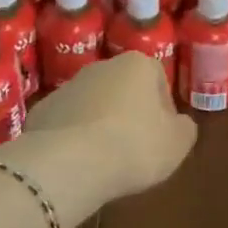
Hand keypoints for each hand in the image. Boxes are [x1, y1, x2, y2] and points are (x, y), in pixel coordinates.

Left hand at [3, 53, 197, 220]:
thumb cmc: (134, 145)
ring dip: (100, 124)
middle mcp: (101, 66)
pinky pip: (66, 123)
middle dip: (130, 113)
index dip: (164, 109)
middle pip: (123, 88)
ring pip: (93, 104)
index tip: (162, 136)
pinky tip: (78, 163)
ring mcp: (67, 86)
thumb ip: (185, 128)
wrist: (69, 162)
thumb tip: (178, 124)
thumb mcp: (178, 143)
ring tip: (105, 160)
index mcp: (137, 65)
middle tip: (135, 148)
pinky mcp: (42, 110)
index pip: (158, 79)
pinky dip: (73, 138)